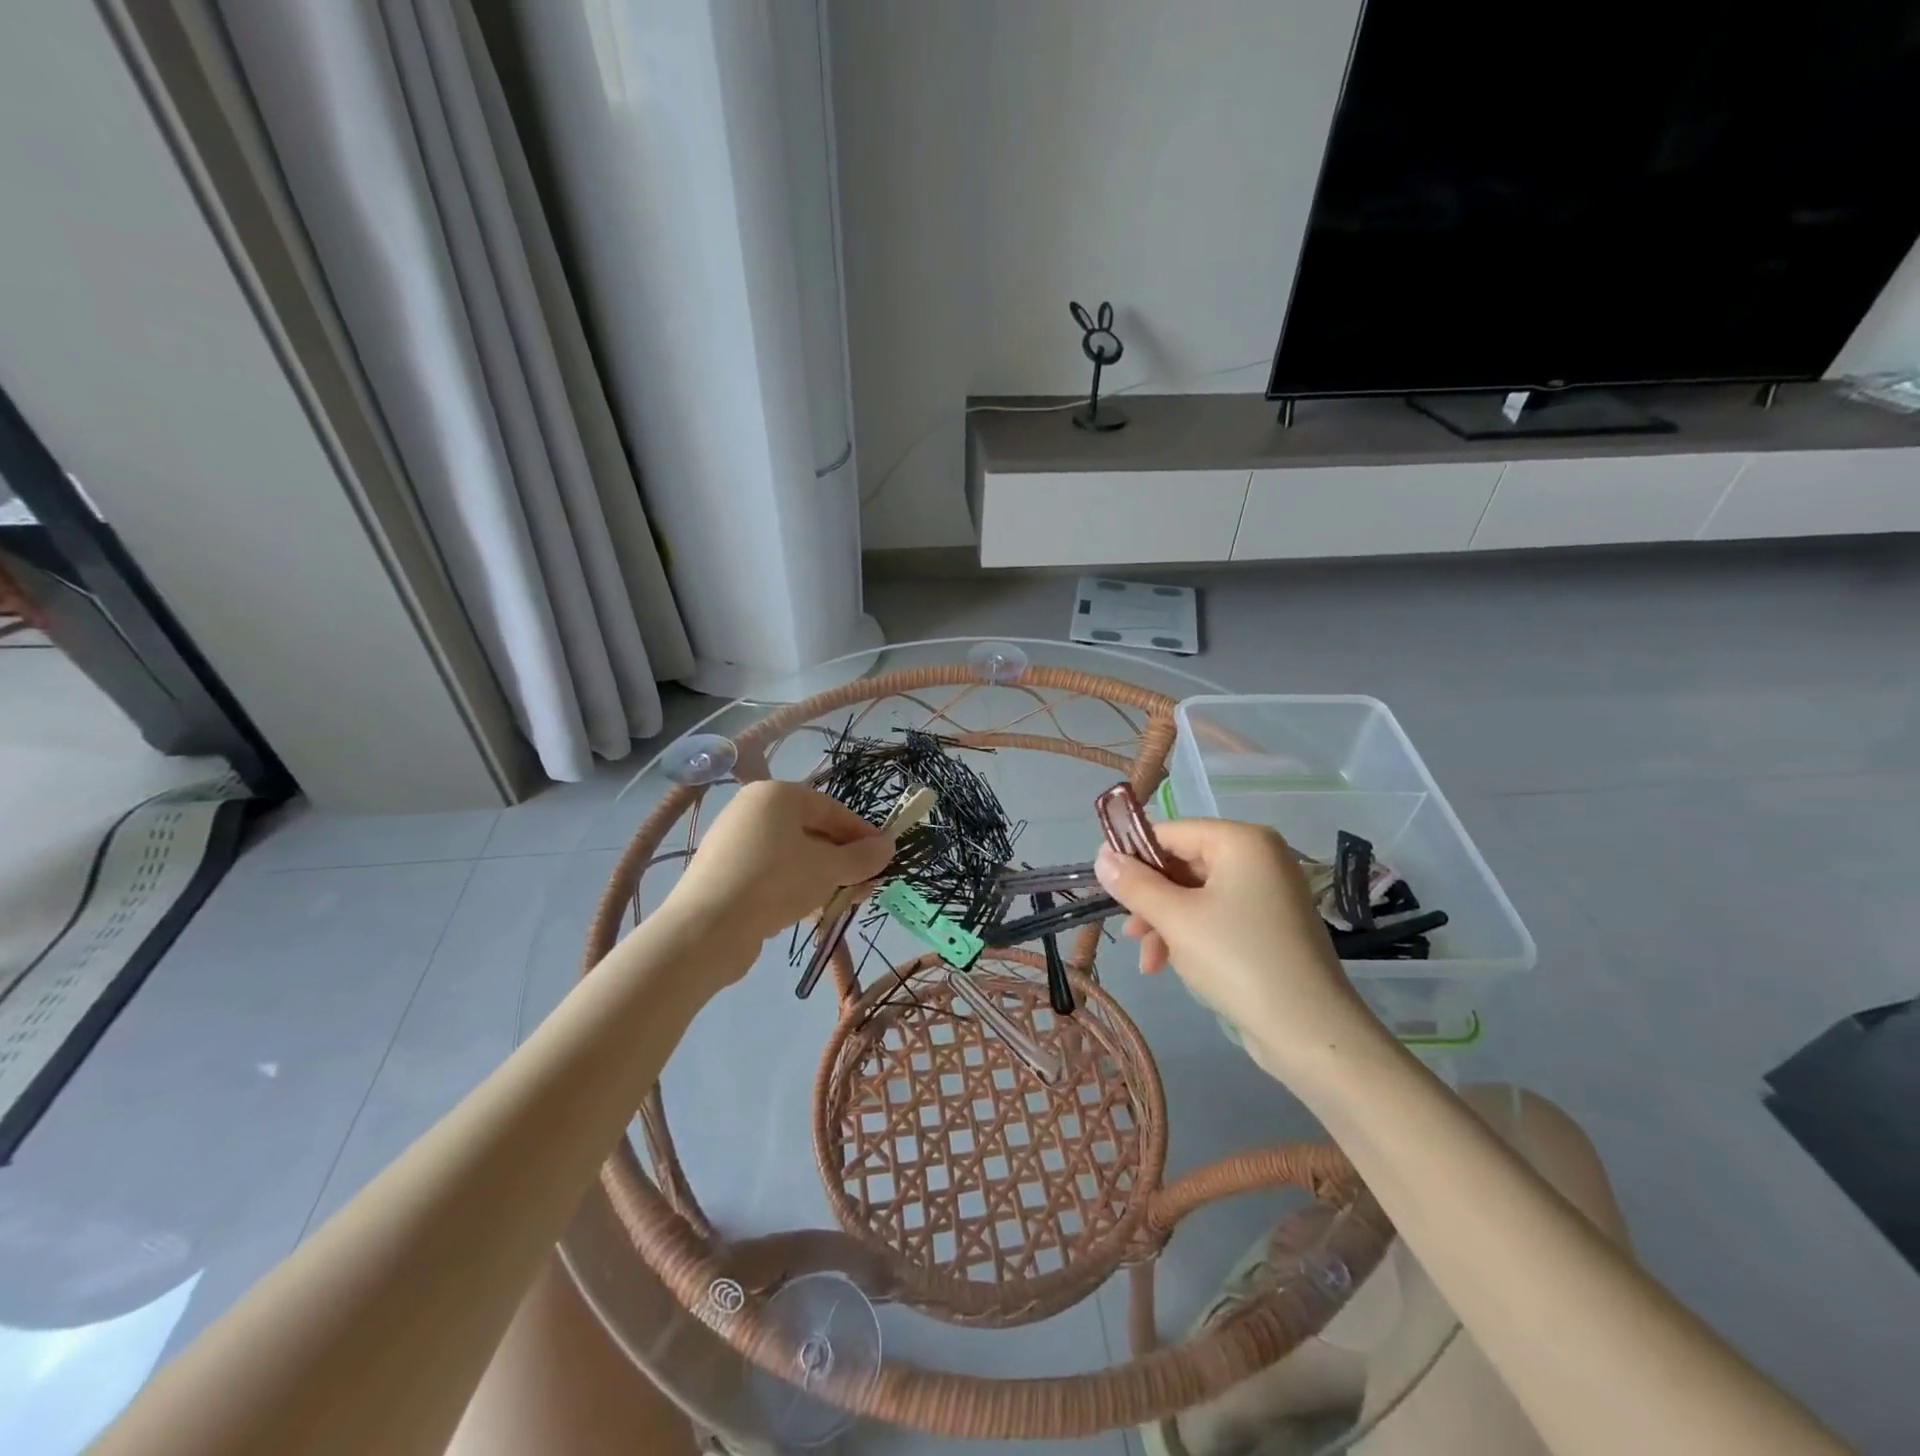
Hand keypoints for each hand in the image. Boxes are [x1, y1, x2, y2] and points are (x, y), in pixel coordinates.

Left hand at [659, 780, 893, 976]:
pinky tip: (809, 911)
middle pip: (812, 831)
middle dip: (843, 860)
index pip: (832, 809)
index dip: (862, 834)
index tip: (884, 857)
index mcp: (777, 795)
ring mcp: (735, 842)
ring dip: (823, 877)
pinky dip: (795, 887)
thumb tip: (890, 846)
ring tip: (844, 902)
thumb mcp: (829, 869)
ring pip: (793, 855)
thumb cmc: (775, 883)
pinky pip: (771, 873)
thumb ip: (863, 857)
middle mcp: (752, 810)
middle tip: (866, 885)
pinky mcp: (724, 873)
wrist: (706, 929)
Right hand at [1093, 820, 1384, 1075]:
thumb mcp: (1175, 919)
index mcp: (1241, 841)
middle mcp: (1259, 857)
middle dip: (1151, 900)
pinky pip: (1217, 916)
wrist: (1310, 1033)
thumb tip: (1101, 857)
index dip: (1134, 856)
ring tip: (1149, 962)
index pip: (1171, 832)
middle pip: (1183, 864)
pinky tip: (1172, 967)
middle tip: (1129, 931)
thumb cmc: (1237, 960)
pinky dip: (1190, 936)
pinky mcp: (1270, 925)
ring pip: (1196, 895)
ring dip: (1165, 924)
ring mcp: (1268, 892)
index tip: (1105, 885)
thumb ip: (1134, 884)